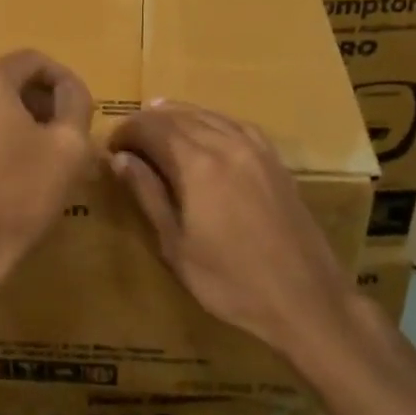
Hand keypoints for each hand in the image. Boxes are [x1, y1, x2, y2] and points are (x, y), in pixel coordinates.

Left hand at [0, 50, 94, 314]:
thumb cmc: (19, 199)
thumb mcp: (69, 148)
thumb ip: (76, 103)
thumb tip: (68, 89)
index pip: (32, 60)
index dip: (62, 80)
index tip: (79, 108)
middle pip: (3, 81)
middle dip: (36, 101)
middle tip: (61, 134)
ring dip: (11, 120)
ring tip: (34, 155)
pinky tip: (2, 170)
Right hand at [107, 102, 356, 364]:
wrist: (305, 299)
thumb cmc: (229, 282)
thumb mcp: (175, 245)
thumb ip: (148, 194)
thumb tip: (120, 159)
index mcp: (197, 165)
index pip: (151, 128)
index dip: (126, 132)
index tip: (111, 148)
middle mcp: (226, 144)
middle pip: (178, 116)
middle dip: (148, 123)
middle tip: (128, 140)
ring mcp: (256, 149)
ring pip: (208, 115)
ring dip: (178, 116)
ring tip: (156, 125)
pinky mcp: (275, 160)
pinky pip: (236, 125)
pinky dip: (212, 121)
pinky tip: (205, 130)